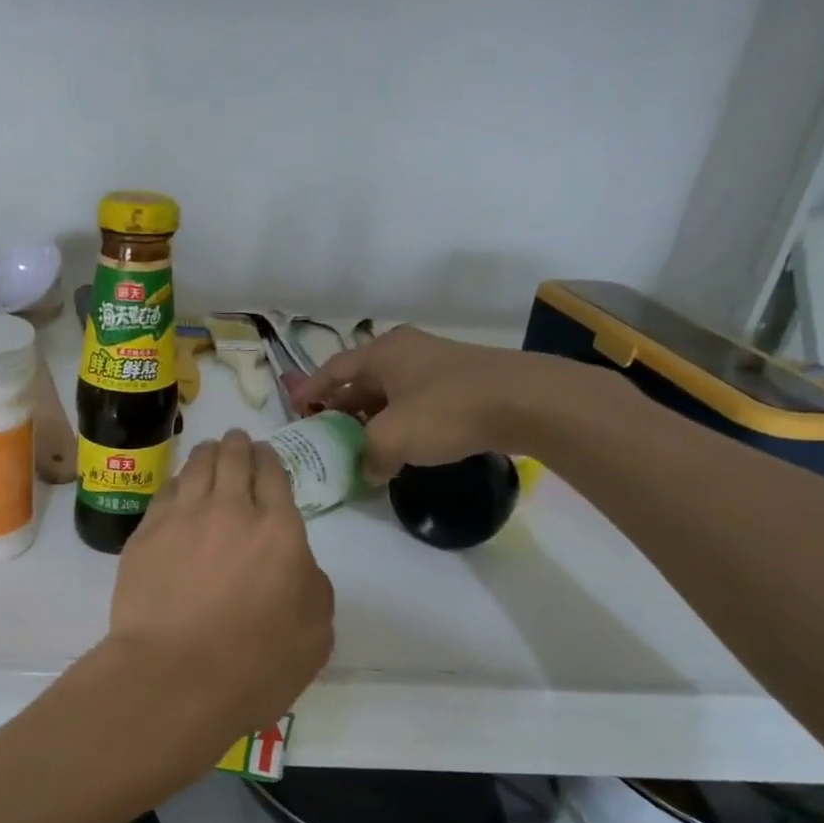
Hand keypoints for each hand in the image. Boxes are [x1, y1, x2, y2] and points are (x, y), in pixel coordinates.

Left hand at [106, 430, 333, 766]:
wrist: (175, 676)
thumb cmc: (255, 664)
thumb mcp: (315, 633)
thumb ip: (312, 585)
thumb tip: (295, 564)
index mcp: (279, 529)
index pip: (273, 475)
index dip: (268, 459)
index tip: (264, 454)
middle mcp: (230, 510)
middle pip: (233, 460)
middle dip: (237, 445)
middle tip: (236, 439)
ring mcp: (182, 518)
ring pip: (195, 467)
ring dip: (206, 453)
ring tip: (208, 449)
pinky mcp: (145, 535)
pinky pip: (164, 493)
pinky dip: (176, 482)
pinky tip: (177, 486)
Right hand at [293, 327, 587, 480]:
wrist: (528, 402)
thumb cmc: (447, 410)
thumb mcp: (393, 438)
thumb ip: (369, 457)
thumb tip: (370, 470)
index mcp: (382, 353)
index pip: (332, 370)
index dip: (310, 391)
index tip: (295, 412)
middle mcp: (405, 352)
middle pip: (360, 380)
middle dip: (340, 407)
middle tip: (325, 434)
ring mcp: (436, 365)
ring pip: (389, 393)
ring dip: (371, 418)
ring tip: (360, 446)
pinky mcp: (461, 383)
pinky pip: (415, 402)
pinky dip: (400, 422)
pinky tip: (402, 446)